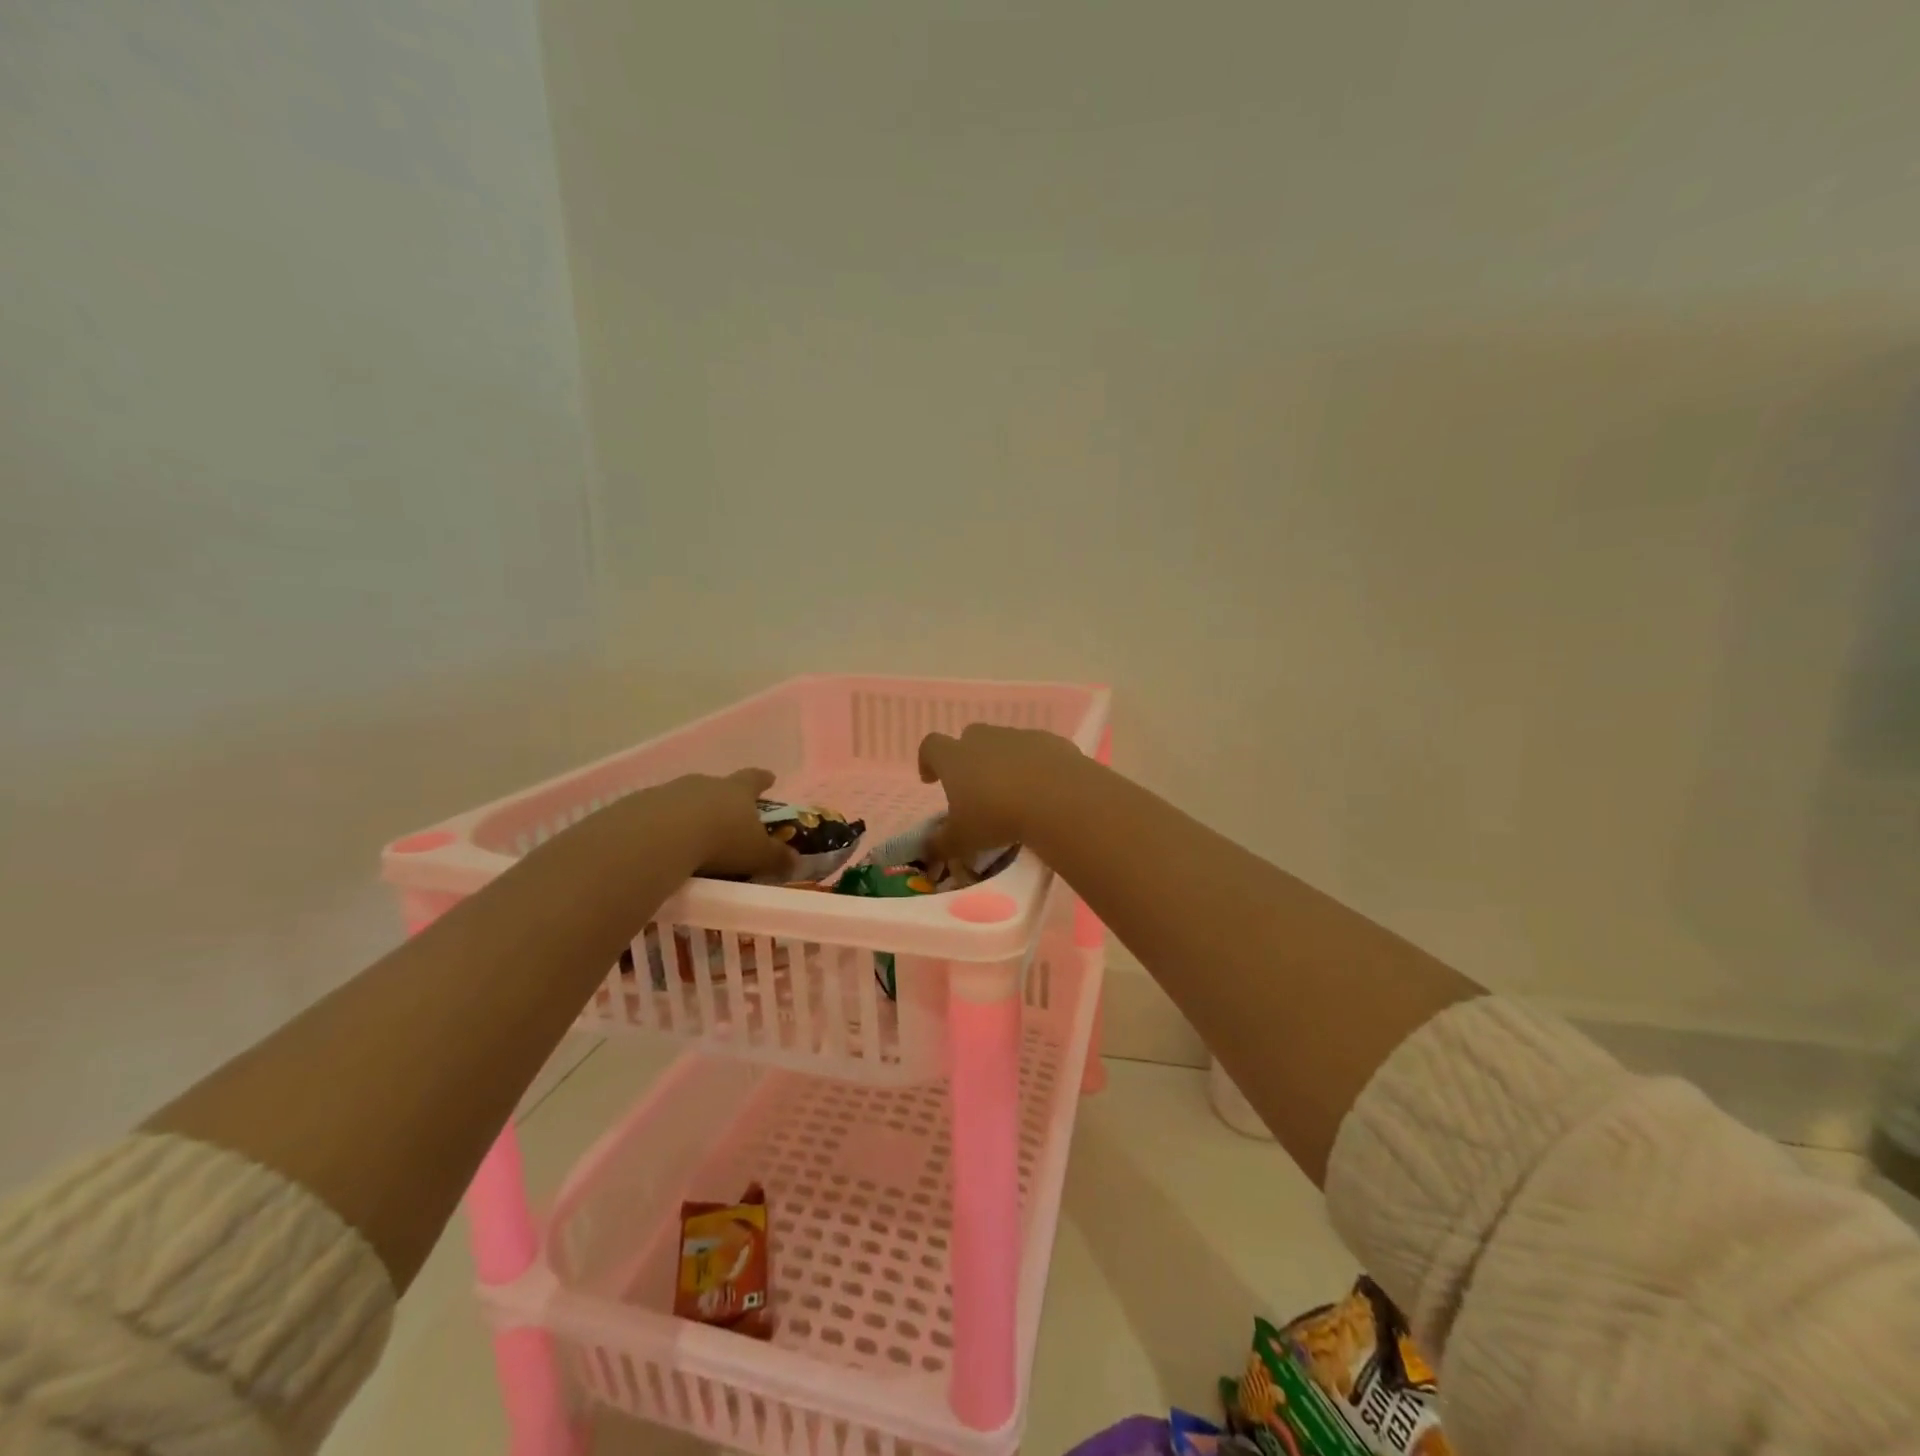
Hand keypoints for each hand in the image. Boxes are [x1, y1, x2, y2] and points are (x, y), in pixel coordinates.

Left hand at [644, 768, 796, 881]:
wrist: (659, 836)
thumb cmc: (720, 841)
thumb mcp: (756, 854)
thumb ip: (776, 857)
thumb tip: (795, 860)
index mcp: (737, 790)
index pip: (754, 779)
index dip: (762, 780)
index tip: (769, 778)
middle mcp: (705, 783)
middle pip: (718, 786)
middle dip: (722, 799)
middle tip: (726, 815)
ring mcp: (670, 791)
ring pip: (685, 798)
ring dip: (689, 812)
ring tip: (690, 835)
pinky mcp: (640, 805)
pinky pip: (656, 813)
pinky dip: (662, 825)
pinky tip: (661, 844)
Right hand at [917, 724, 1085, 860]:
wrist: (1058, 799)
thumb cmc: (997, 817)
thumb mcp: (963, 840)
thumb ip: (941, 844)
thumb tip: (929, 849)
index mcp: (955, 758)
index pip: (931, 746)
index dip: (927, 761)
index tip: (931, 780)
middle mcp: (984, 739)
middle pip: (969, 738)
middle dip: (969, 759)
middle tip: (975, 788)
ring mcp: (1020, 736)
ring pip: (1004, 743)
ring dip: (1003, 762)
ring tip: (1013, 792)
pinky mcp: (1051, 741)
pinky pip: (1036, 750)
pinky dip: (1035, 765)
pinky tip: (1043, 789)